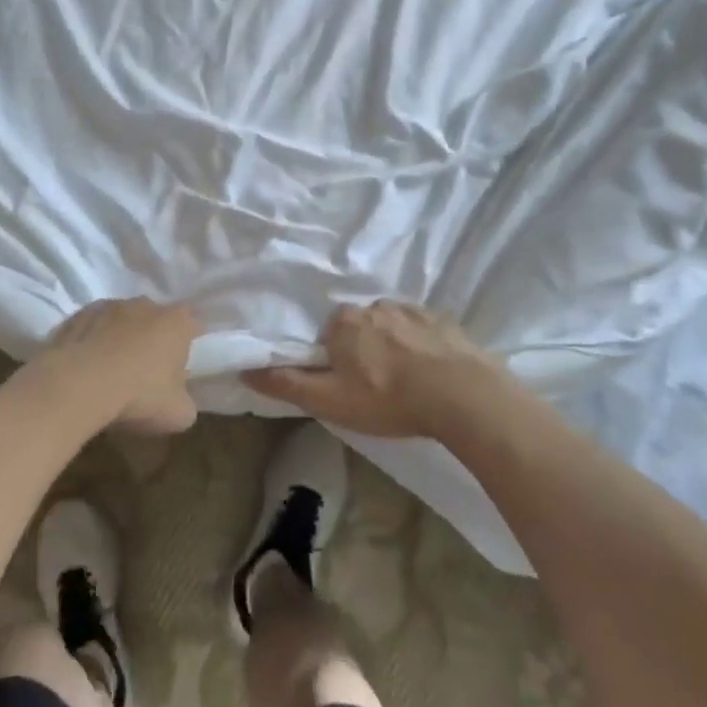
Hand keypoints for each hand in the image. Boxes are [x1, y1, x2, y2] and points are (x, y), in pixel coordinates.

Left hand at [39, 298, 200, 435]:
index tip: (183, 363)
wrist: (78, 386)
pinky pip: (91, 329)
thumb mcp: (178, 414)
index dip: (190, 341)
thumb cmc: (139, 396)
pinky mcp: (75, 316)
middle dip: (153, 338)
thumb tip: (179, 400)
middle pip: (155, 319)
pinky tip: (85, 369)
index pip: (193, 322)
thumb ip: (185, 401)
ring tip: (111, 371)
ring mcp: (107, 306)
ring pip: (120, 321)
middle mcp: (144, 305)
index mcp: (176, 322)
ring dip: (120, 338)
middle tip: (147, 371)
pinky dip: (91, 343)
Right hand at [243, 301, 504, 438]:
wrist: (462, 395)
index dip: (333, 360)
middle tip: (376, 386)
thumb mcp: (329, 401)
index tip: (346, 384)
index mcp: (343, 322)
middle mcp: (374, 306)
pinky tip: (431, 371)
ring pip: (391, 326)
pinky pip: (422, 330)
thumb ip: (286, 384)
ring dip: (392, 346)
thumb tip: (244, 370)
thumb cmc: (387, 399)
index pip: (328, 335)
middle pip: (358, 327)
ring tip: (406, 381)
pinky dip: (421, 345)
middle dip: (362, 351)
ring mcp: (412, 310)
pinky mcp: (444, 320)